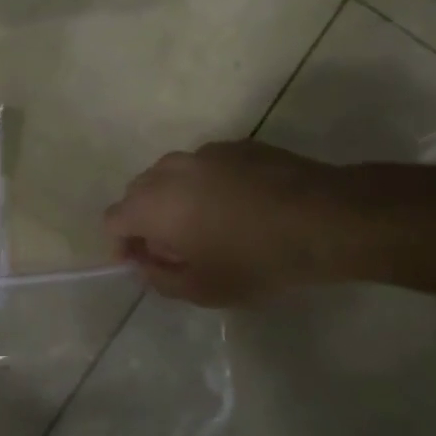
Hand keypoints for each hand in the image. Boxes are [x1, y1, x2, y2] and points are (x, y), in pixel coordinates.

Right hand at [105, 140, 339, 305]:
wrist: (323, 218)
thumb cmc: (255, 260)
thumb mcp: (203, 289)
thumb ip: (160, 278)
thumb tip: (145, 263)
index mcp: (153, 204)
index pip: (113, 219)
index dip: (121, 244)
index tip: (141, 263)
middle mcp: (170, 169)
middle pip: (138, 192)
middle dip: (145, 220)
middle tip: (174, 248)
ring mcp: (204, 152)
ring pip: (172, 175)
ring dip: (175, 199)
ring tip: (206, 225)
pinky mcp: (236, 145)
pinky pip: (205, 167)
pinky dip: (206, 185)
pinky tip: (239, 206)